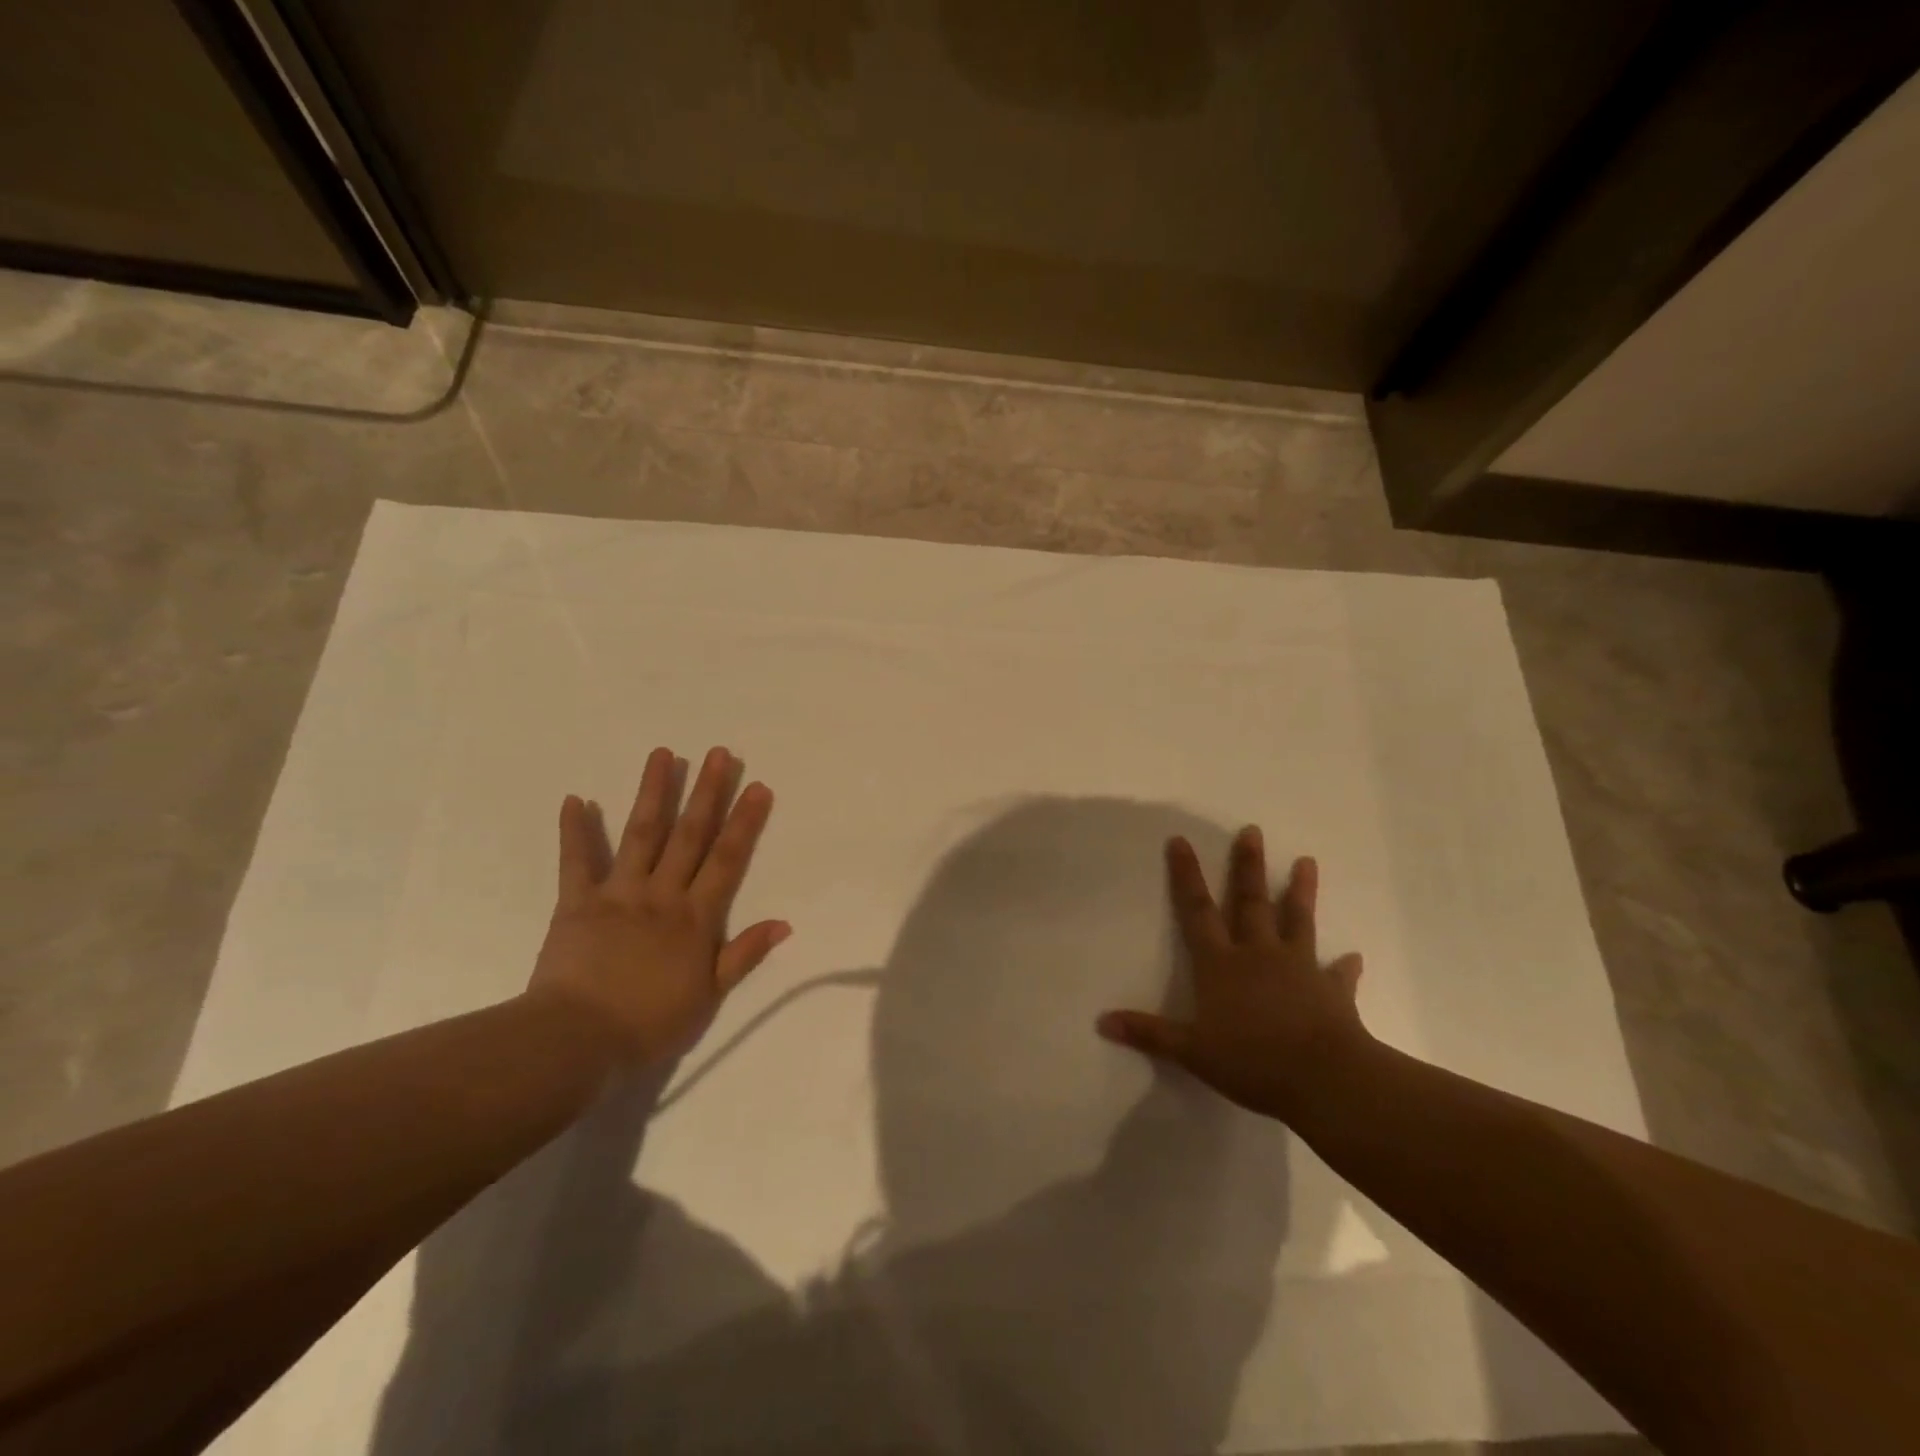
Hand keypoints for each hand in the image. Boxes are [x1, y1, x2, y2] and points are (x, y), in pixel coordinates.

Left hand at [525, 746, 789, 1066]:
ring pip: (640, 835)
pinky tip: (574, 799)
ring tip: (663, 754)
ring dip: (653, 793)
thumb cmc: (649, 1023)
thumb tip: (784, 922)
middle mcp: (660, 895)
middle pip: (689, 836)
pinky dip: (575, 832)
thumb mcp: (708, 997)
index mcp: (694, 918)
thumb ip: (743, 955)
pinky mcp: (576, 903)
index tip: (757, 786)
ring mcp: (617, 894)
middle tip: (719, 754)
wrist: (576, 1041)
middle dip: (707, 793)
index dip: (744, 822)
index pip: (726, 860)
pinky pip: (576, 863)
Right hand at [1098, 828, 1369, 1123]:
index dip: (1186, 876)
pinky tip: (1354, 956)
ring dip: (1300, 891)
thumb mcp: (1191, 1051)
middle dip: (1247, 866)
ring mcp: (1298, 968)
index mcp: (1221, 964)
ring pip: (1297, 921)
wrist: (1324, 1078)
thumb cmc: (1251, 1060)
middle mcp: (1258, 955)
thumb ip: (1149, 1033)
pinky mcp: (1332, 991)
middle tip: (1252, 831)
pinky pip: (1338, 974)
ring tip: (1307, 861)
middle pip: (1250, 902)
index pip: (1197, 911)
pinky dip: (1345, 965)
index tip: (1180, 841)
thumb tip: (1103, 1022)